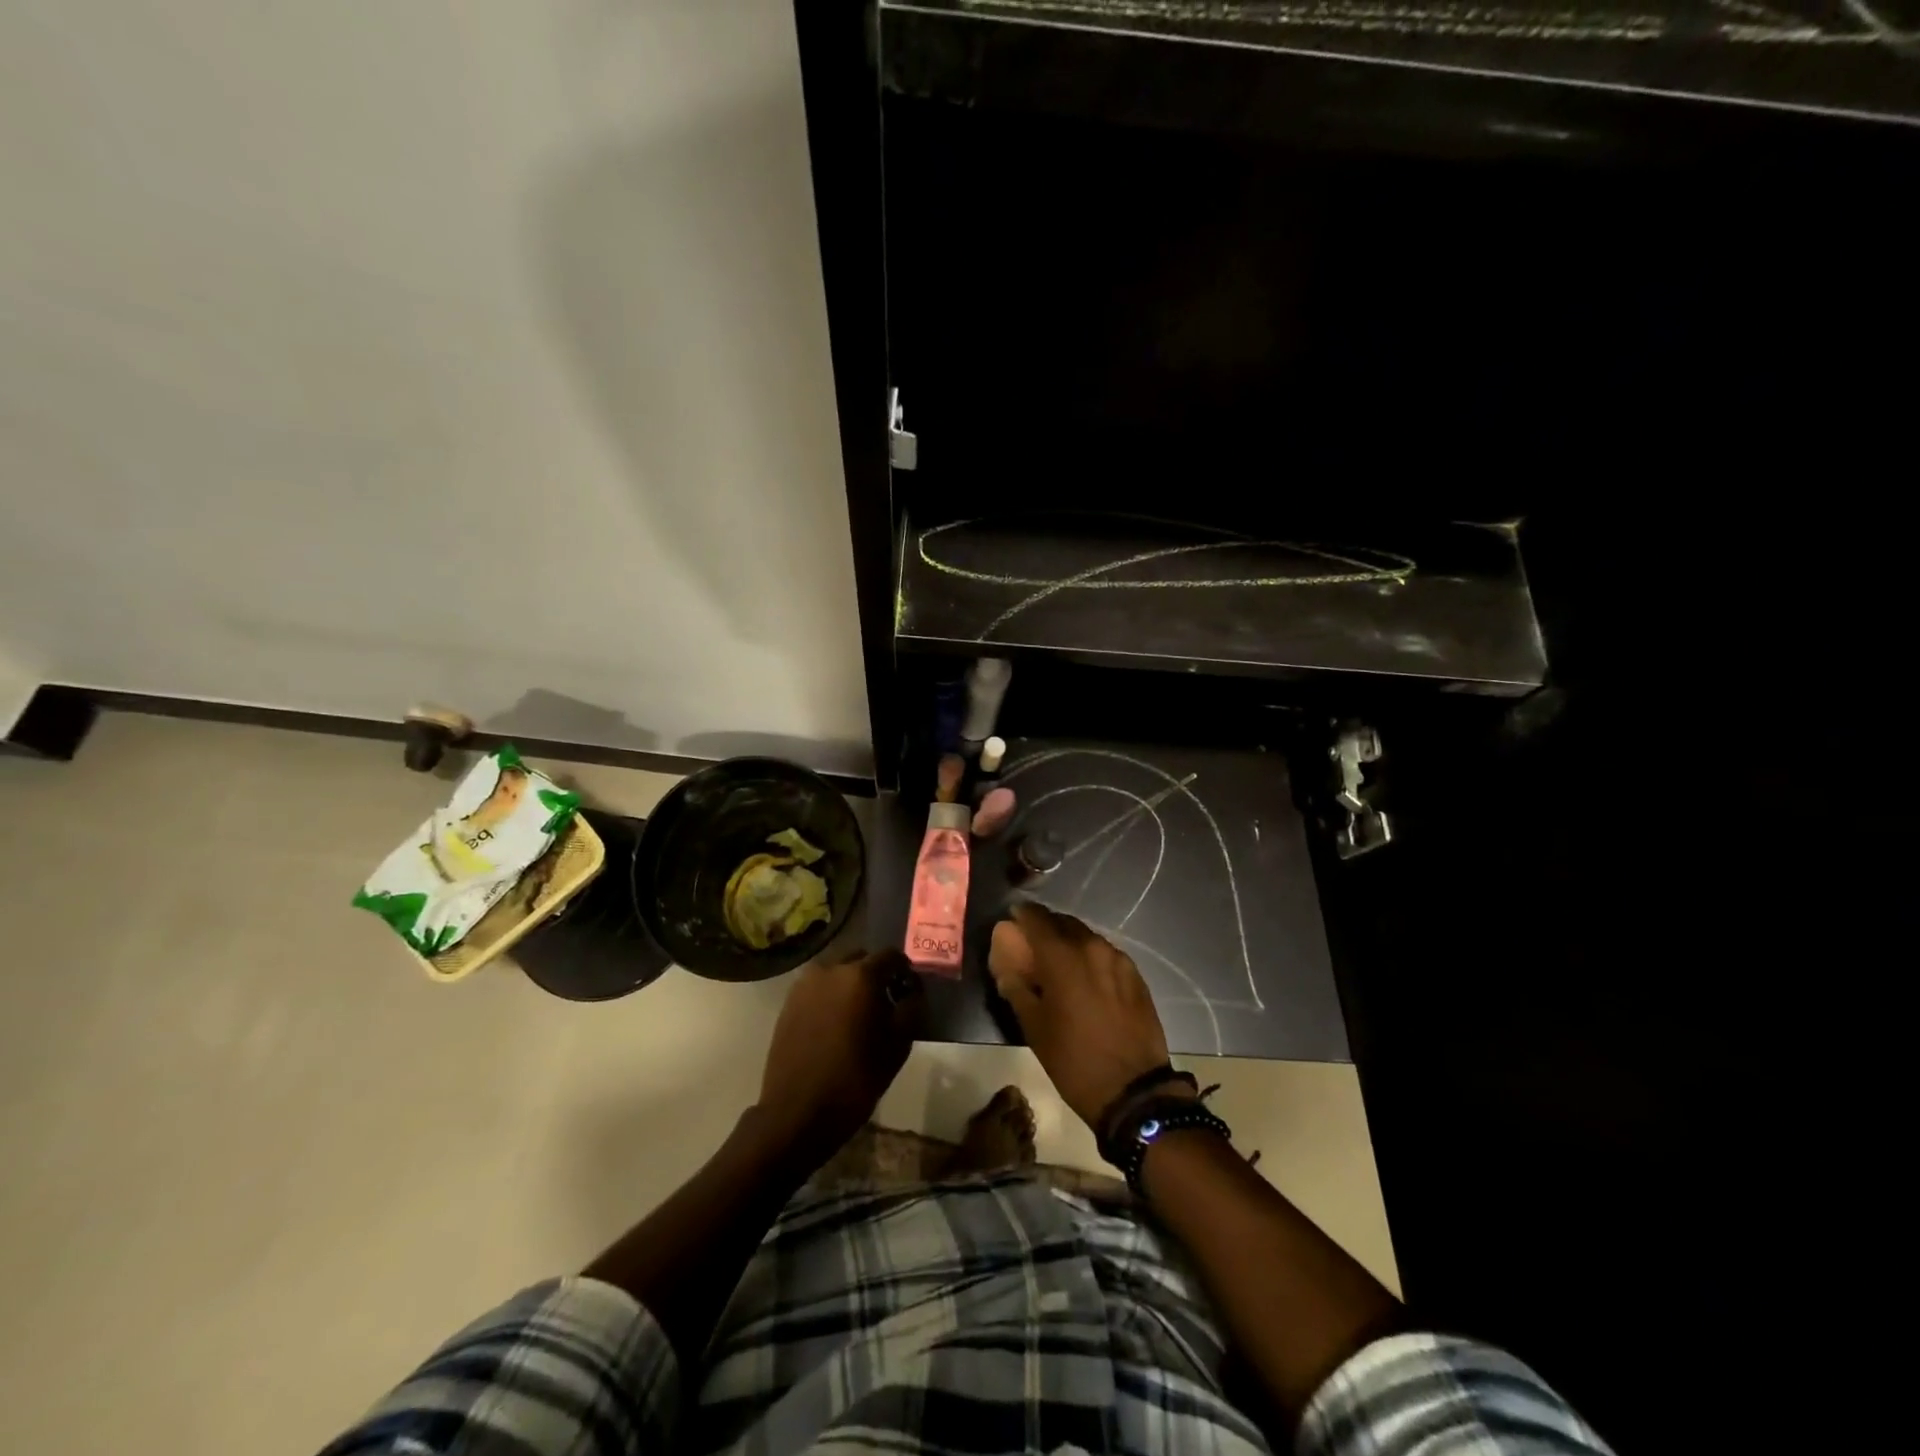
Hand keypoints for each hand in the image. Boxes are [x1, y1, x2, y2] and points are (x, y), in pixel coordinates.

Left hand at [756, 948, 919, 1164]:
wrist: (797, 1112)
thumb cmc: (855, 1079)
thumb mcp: (899, 1046)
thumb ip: (912, 1008)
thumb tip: (913, 990)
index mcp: (861, 975)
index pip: (891, 956)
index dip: (904, 971)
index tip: (909, 991)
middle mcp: (830, 969)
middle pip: (862, 960)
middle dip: (875, 975)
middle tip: (885, 1003)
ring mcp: (805, 985)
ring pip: (837, 974)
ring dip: (850, 986)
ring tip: (857, 1016)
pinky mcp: (788, 1002)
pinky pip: (818, 989)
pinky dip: (830, 998)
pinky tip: (835, 1025)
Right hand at [988, 902, 1172, 1129]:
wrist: (1134, 1090)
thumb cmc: (1074, 1060)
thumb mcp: (1033, 1027)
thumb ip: (1016, 987)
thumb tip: (1007, 966)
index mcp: (1062, 956)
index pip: (1036, 917)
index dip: (1021, 915)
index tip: (1012, 922)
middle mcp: (1091, 946)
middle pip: (1062, 922)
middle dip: (1045, 928)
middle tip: (1033, 946)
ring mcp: (1118, 958)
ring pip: (1086, 936)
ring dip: (1069, 942)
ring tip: (1059, 962)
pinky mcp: (1135, 974)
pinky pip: (1105, 953)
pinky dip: (1090, 956)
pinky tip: (1086, 978)